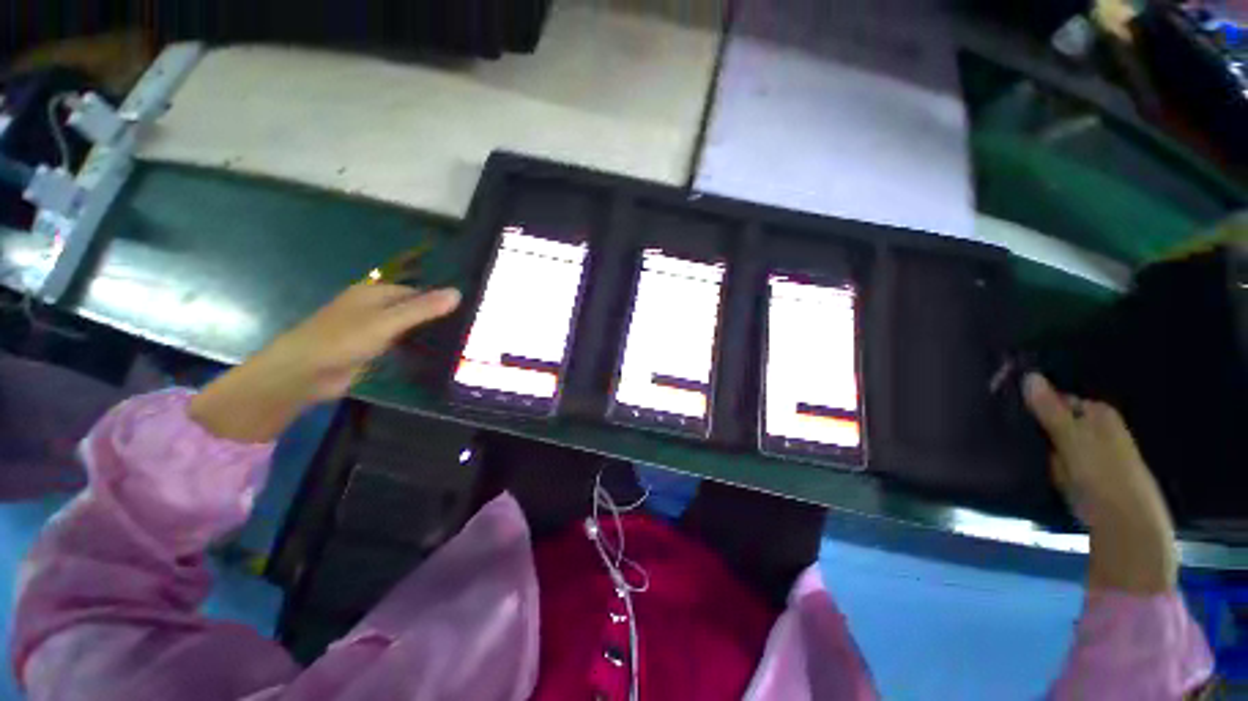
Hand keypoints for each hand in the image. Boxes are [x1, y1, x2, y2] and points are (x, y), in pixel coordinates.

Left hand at [190, 284, 460, 443]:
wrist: (303, 374)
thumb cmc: (343, 340)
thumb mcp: (387, 322)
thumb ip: (423, 309)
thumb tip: (458, 293)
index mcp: (375, 293)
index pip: (417, 292)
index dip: (440, 301)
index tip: (468, 313)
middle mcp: (375, 308)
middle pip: (413, 309)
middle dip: (436, 318)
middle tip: (468, 330)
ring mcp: (372, 330)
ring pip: (408, 327)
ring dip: (428, 333)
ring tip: (460, 343)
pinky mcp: (370, 349)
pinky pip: (400, 344)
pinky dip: (415, 347)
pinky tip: (435, 355)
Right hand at [1023, 373, 1177, 594]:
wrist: (1126, 525)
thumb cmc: (1102, 475)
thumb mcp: (1072, 438)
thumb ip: (1050, 409)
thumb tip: (1029, 375)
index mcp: (1099, 414)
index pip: (1058, 398)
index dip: (1034, 403)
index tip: (1009, 411)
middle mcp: (1100, 429)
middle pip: (1058, 420)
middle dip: (1037, 426)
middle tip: (1011, 433)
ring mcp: (1096, 454)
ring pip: (1057, 442)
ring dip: (1041, 447)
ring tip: (1019, 451)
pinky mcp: (1090, 476)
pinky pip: (1061, 462)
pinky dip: (1049, 465)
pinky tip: (1039, 472)